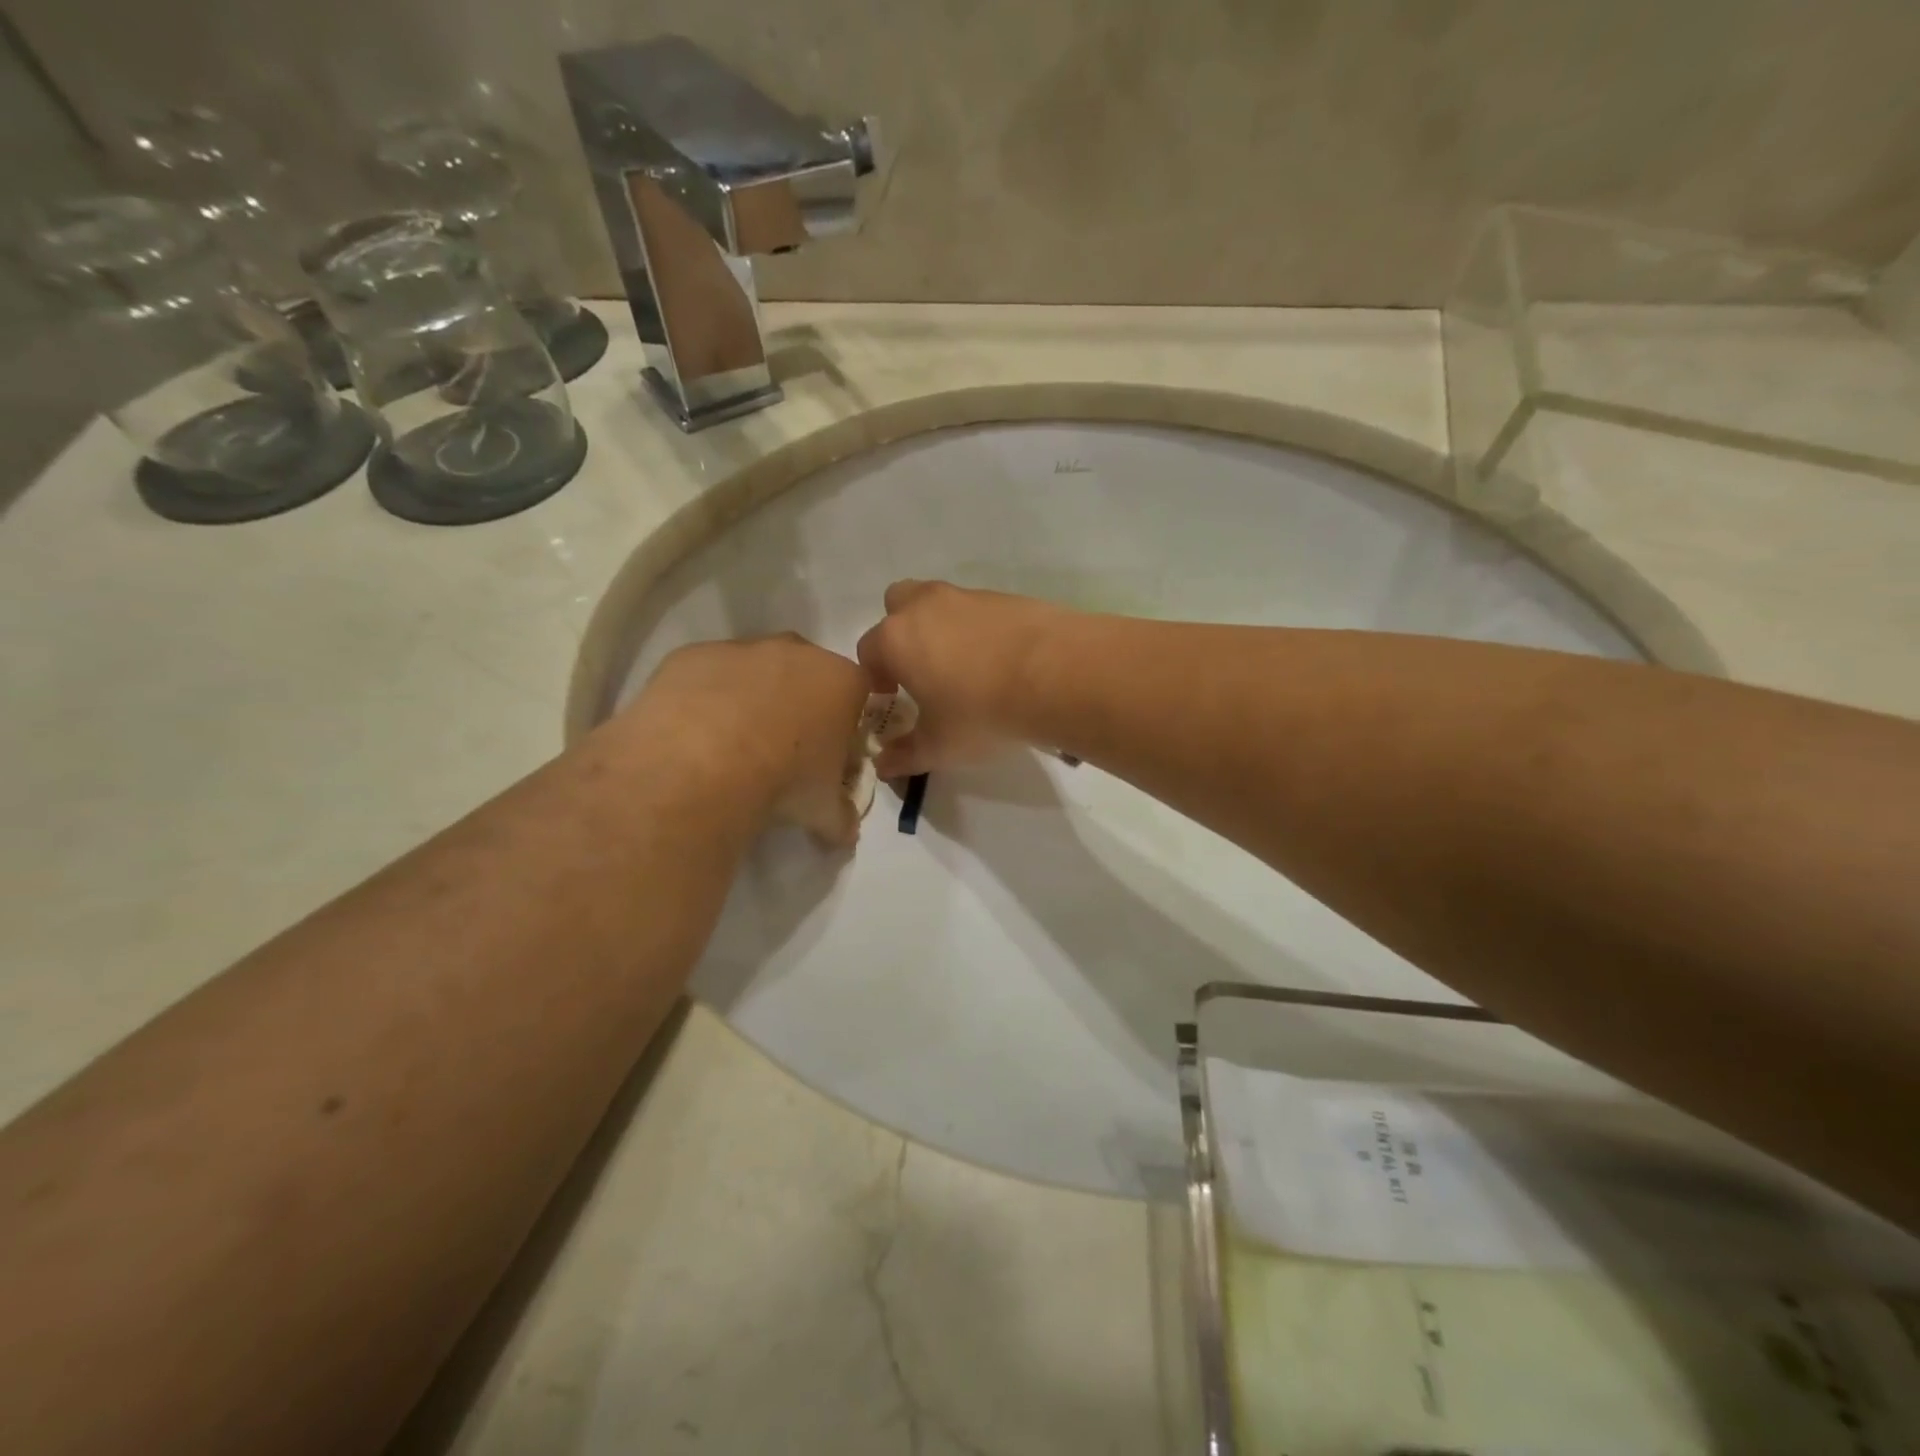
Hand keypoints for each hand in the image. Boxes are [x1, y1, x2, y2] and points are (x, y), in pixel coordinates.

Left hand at [635, 634, 870, 845]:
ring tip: (731, 749)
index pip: (858, 693)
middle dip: (798, 705)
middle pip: (806, 674)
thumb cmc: (783, 781)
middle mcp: (797, 652)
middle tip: (782, 751)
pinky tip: (694, 737)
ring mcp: (742, 648)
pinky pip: (707, 675)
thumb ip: (841, 817)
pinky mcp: (693, 654)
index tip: (830, 753)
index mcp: (841, 681)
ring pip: (754, 671)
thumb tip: (845, 833)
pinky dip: (705, 700)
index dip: (845, 723)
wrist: (701, 765)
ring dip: (749, 700)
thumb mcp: (823, 810)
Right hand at [855, 580, 1064, 777]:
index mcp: (897, 639)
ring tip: (965, 668)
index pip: (868, 651)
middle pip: (897, 606)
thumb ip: (905, 756)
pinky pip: (979, 611)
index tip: (891, 699)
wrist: (1055, 675)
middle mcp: (925, 607)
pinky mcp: (1005, 597)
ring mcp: (967, 596)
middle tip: (920, 670)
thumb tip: (883, 767)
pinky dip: (980, 630)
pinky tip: (1001, 662)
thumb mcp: (939, 746)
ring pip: (939, 604)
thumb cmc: (981, 712)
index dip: (875, 677)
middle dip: (901, 634)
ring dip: (941, 629)